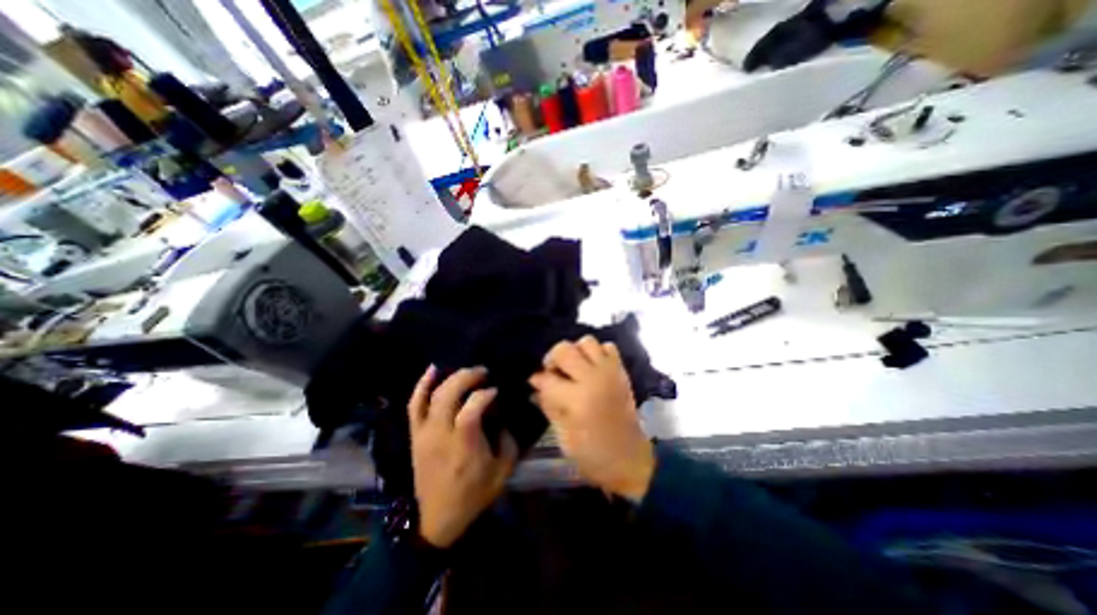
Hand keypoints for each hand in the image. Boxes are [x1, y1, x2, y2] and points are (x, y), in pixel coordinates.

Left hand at [407, 364, 519, 546]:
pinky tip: (433, 370)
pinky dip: (422, 385)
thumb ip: (508, 439)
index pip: (472, 407)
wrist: (438, 519)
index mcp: (464, 444)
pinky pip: (414, 404)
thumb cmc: (473, 495)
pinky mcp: (416, 434)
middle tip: (483, 372)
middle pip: (449, 394)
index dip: (485, 394)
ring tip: (467, 370)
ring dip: (451, 377)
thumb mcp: (502, 471)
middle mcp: (440, 433)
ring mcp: (424, 432)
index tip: (496, 391)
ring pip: (433, 395)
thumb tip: (502, 416)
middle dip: (468, 377)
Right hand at [530, 340, 654, 500]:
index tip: (535, 383)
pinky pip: (608, 347)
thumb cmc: (591, 453)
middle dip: (553, 359)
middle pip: (565, 349)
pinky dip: (598, 352)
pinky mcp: (621, 371)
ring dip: (576, 351)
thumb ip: (548, 405)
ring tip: (574, 367)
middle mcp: (593, 378)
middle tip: (553, 372)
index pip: (548, 378)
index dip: (538, 379)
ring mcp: (609, 371)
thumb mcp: (562, 435)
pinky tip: (592, 367)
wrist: (629, 457)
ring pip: (587, 341)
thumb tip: (536, 384)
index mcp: (577, 399)